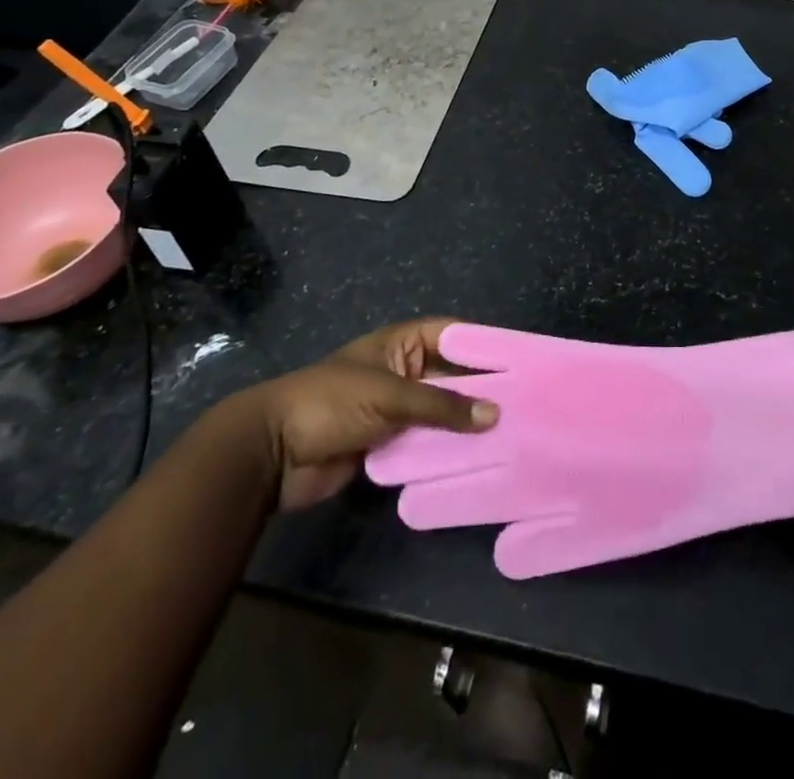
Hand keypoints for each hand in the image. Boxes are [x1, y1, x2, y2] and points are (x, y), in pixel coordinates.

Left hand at [226, 318, 499, 511]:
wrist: (271, 453)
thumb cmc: (331, 403)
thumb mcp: (391, 396)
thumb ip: (443, 406)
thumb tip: (495, 414)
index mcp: (399, 344)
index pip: (451, 334)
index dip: (482, 343)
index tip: (519, 359)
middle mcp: (401, 371)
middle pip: (449, 375)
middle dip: (479, 389)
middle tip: (522, 402)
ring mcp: (393, 408)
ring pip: (439, 411)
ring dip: (463, 422)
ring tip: (508, 433)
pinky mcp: (385, 442)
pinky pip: (424, 441)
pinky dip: (445, 449)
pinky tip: (476, 459)